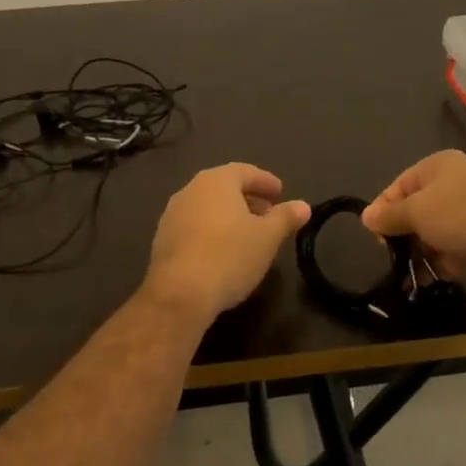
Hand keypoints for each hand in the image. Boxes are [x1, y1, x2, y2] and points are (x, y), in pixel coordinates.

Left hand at [145, 163, 310, 320]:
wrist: (180, 293)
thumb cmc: (230, 256)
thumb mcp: (268, 237)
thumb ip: (285, 217)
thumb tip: (303, 205)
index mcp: (216, 181)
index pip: (245, 171)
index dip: (265, 181)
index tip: (280, 193)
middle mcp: (190, 191)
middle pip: (224, 187)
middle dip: (248, 198)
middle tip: (268, 213)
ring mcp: (172, 215)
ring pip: (207, 207)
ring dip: (229, 215)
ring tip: (248, 234)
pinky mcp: (162, 240)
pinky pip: (194, 226)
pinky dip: (212, 230)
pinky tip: (223, 251)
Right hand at [361, 150, 465, 284]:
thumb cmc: (462, 213)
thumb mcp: (416, 211)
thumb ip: (389, 216)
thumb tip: (367, 217)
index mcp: (437, 166)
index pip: (397, 187)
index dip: (383, 212)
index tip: (377, 238)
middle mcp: (454, 184)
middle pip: (416, 212)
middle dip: (403, 236)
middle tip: (395, 256)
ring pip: (434, 234)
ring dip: (421, 254)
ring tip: (412, 275)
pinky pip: (453, 250)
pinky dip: (442, 263)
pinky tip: (432, 279)